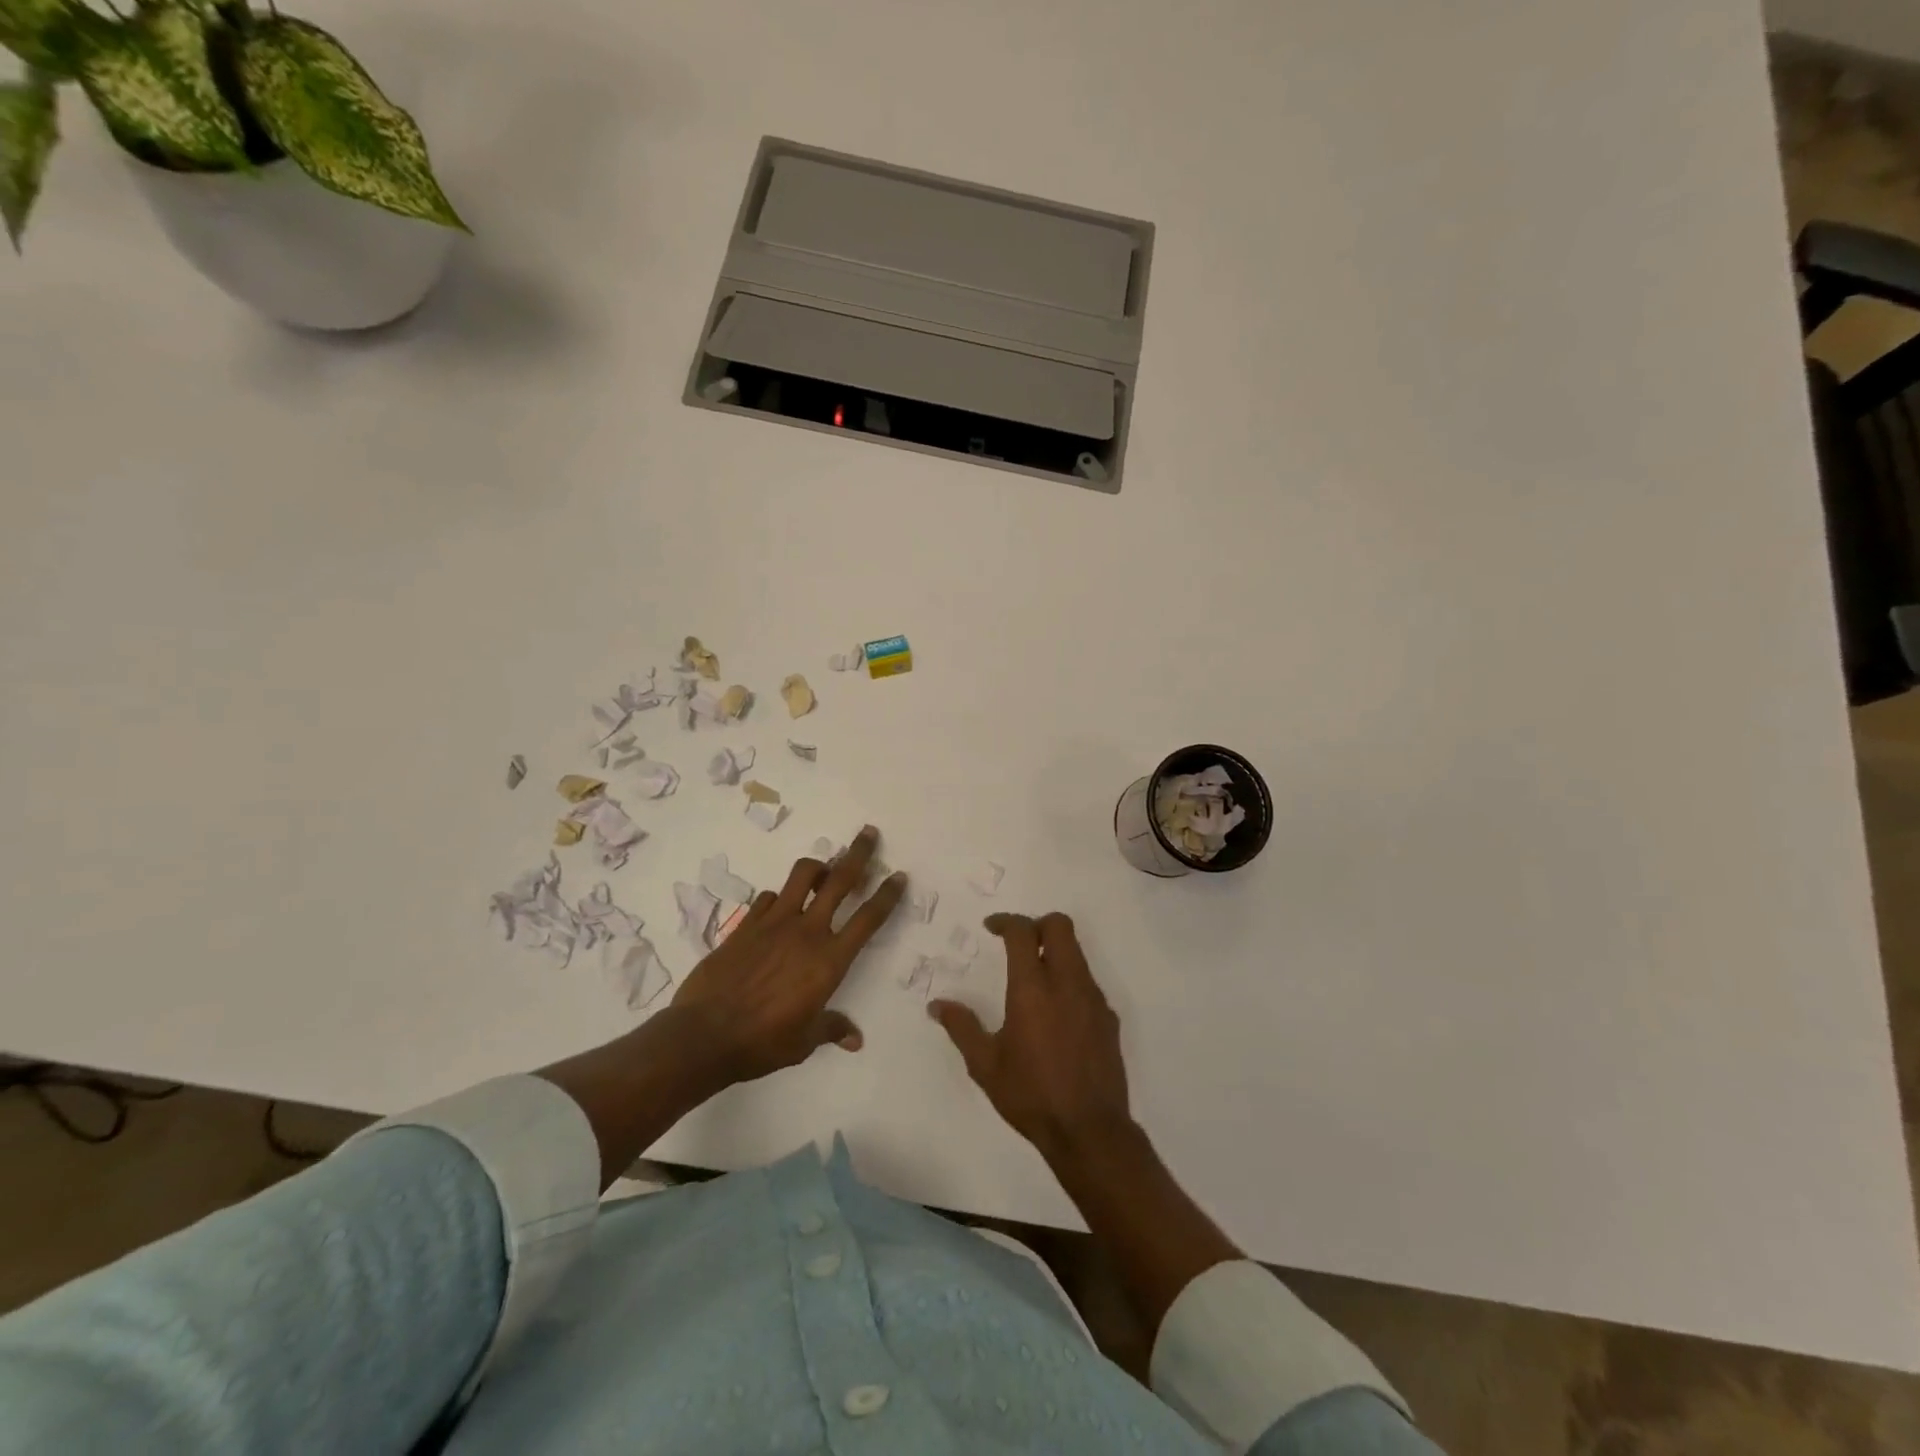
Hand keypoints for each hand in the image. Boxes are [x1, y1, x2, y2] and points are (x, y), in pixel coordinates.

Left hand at [671, 825, 905, 1084]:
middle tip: (868, 833)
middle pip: (840, 880)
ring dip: (817, 866)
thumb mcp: (804, 1041)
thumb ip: (831, 1029)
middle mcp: (807, 931)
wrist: (704, 1035)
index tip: (898, 875)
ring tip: (823, 870)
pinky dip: (779, 898)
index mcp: (829, 960)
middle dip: (858, 853)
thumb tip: (854, 1039)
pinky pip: (769, 898)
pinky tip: (778, 909)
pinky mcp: (746, 924)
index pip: (868, 919)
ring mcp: (774, 922)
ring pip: (802, 875)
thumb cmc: (763, 1042)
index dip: (887, 895)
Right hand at [930, 912, 1134, 1161]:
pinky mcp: (1109, 1018)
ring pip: (1077, 952)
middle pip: (1059, 926)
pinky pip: (1087, 982)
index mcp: (1032, 989)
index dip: (1006, 921)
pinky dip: (1070, 981)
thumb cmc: (1031, 1095)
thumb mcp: (985, 1065)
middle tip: (1017, 943)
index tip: (992, 928)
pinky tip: (1056, 1013)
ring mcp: (1093, 999)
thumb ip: (962, 1028)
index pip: (1023, 932)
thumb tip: (937, 1005)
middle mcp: (1067, 983)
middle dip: (1037, 924)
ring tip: (1034, 979)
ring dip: (1055, 952)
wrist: (1090, 1130)